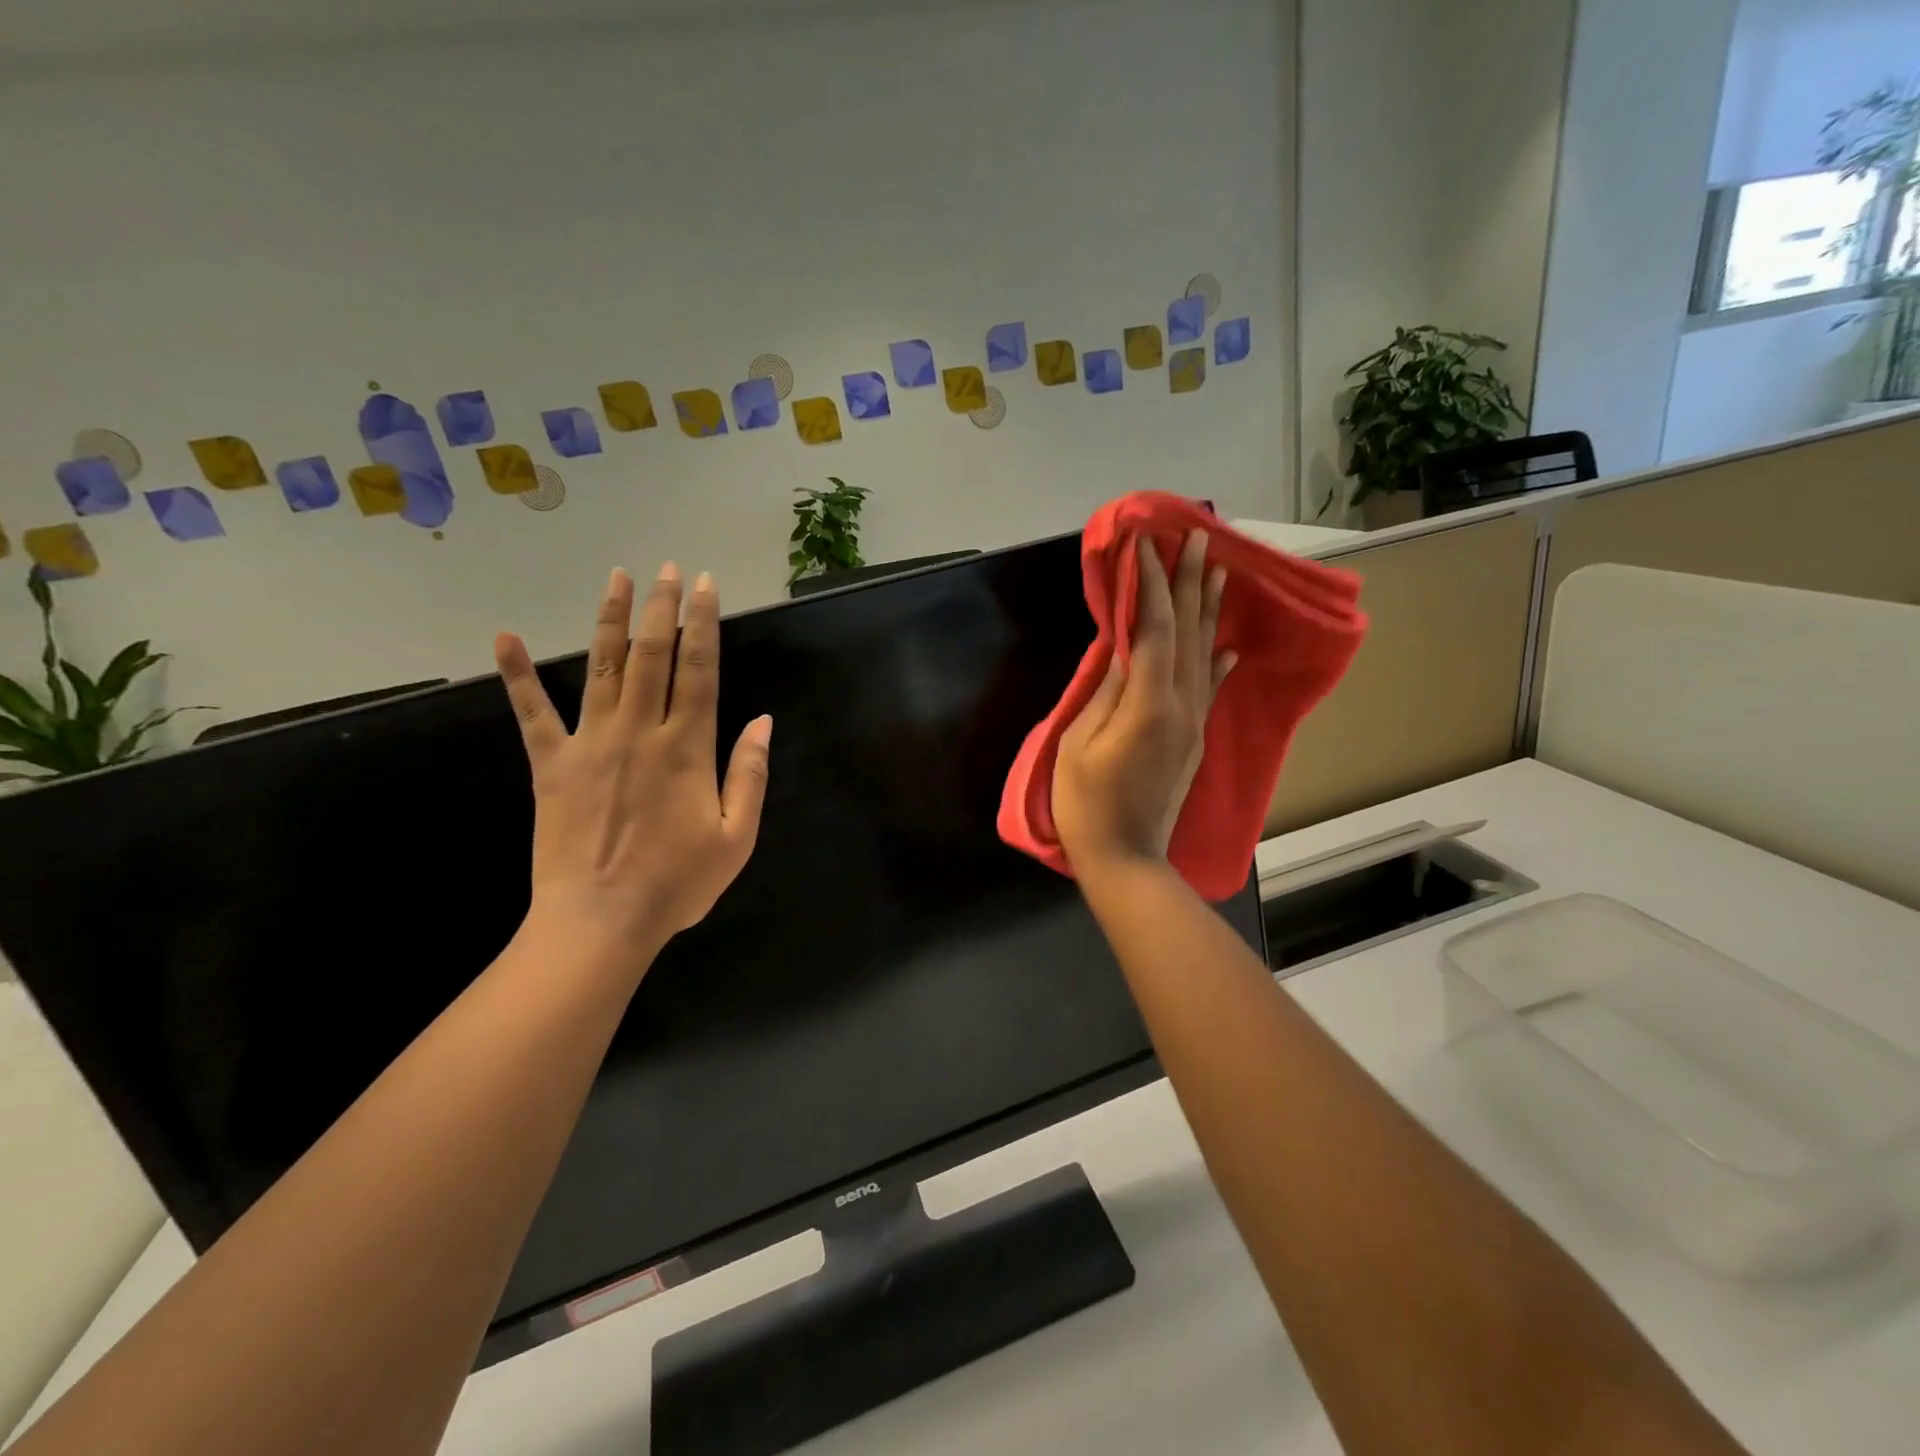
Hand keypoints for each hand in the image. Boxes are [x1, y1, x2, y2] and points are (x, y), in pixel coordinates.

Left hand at [495, 563, 771, 965]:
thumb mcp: (737, 837)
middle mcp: (639, 731)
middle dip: (662, 607)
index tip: (706, 586)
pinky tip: (504, 638)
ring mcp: (590, 744)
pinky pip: (532, 714)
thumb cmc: (677, 884)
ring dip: (611, 620)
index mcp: (687, 747)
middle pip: (652, 655)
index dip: (704, 624)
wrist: (600, 922)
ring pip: (602, 667)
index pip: (699, 670)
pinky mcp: (552, 765)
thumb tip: (764, 721)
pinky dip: (517, 675)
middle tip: (668, 569)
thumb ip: (750, 775)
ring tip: (617, 578)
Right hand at [1053, 529, 1233, 874]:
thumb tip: (1123, 648)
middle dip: (1191, 582)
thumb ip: (1106, 691)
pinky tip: (1229, 644)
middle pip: (1190, 632)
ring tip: (1220, 571)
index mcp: (1150, 702)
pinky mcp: (1194, 739)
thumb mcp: (1081, 743)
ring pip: (1207, 655)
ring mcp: (1194, 723)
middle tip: (1198, 538)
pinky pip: (1211, 689)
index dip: (1151, 584)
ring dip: (1211, 610)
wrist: (1126, 858)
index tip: (1147, 545)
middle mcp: (1183, 705)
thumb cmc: (1087, 803)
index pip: (1154, 628)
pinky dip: (1220, 661)